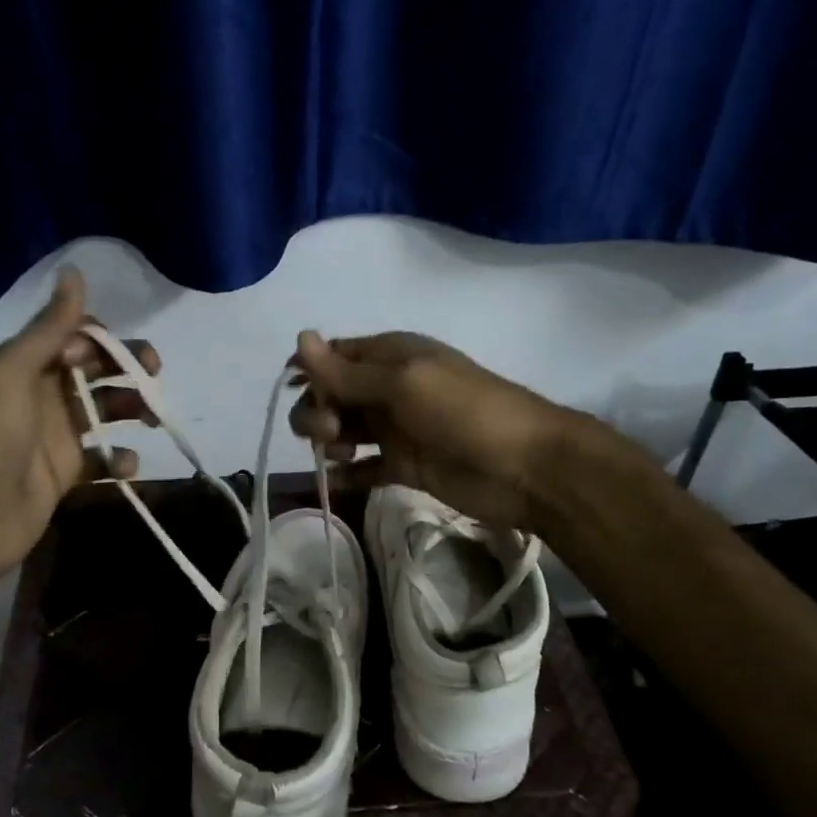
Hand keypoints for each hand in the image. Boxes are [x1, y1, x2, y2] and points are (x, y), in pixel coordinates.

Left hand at [0, 268, 157, 586]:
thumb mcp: (14, 369)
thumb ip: (50, 326)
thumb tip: (73, 271)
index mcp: (27, 364)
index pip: (76, 337)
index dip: (103, 340)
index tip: (118, 354)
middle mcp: (43, 394)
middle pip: (96, 371)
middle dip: (129, 369)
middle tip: (154, 377)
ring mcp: (55, 436)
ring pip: (105, 412)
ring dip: (132, 409)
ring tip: (153, 419)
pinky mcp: (65, 474)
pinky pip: (102, 460)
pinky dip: (120, 460)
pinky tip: (126, 465)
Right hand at [289, 330, 571, 531]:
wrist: (523, 467)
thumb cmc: (463, 411)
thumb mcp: (402, 383)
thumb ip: (347, 371)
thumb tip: (300, 338)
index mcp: (390, 355)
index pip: (335, 355)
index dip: (309, 369)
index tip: (292, 388)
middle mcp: (388, 388)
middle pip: (332, 393)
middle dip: (317, 408)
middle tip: (330, 430)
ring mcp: (395, 428)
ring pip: (343, 428)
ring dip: (328, 438)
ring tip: (338, 451)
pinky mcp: (403, 465)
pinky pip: (362, 467)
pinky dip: (345, 473)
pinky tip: (335, 478)